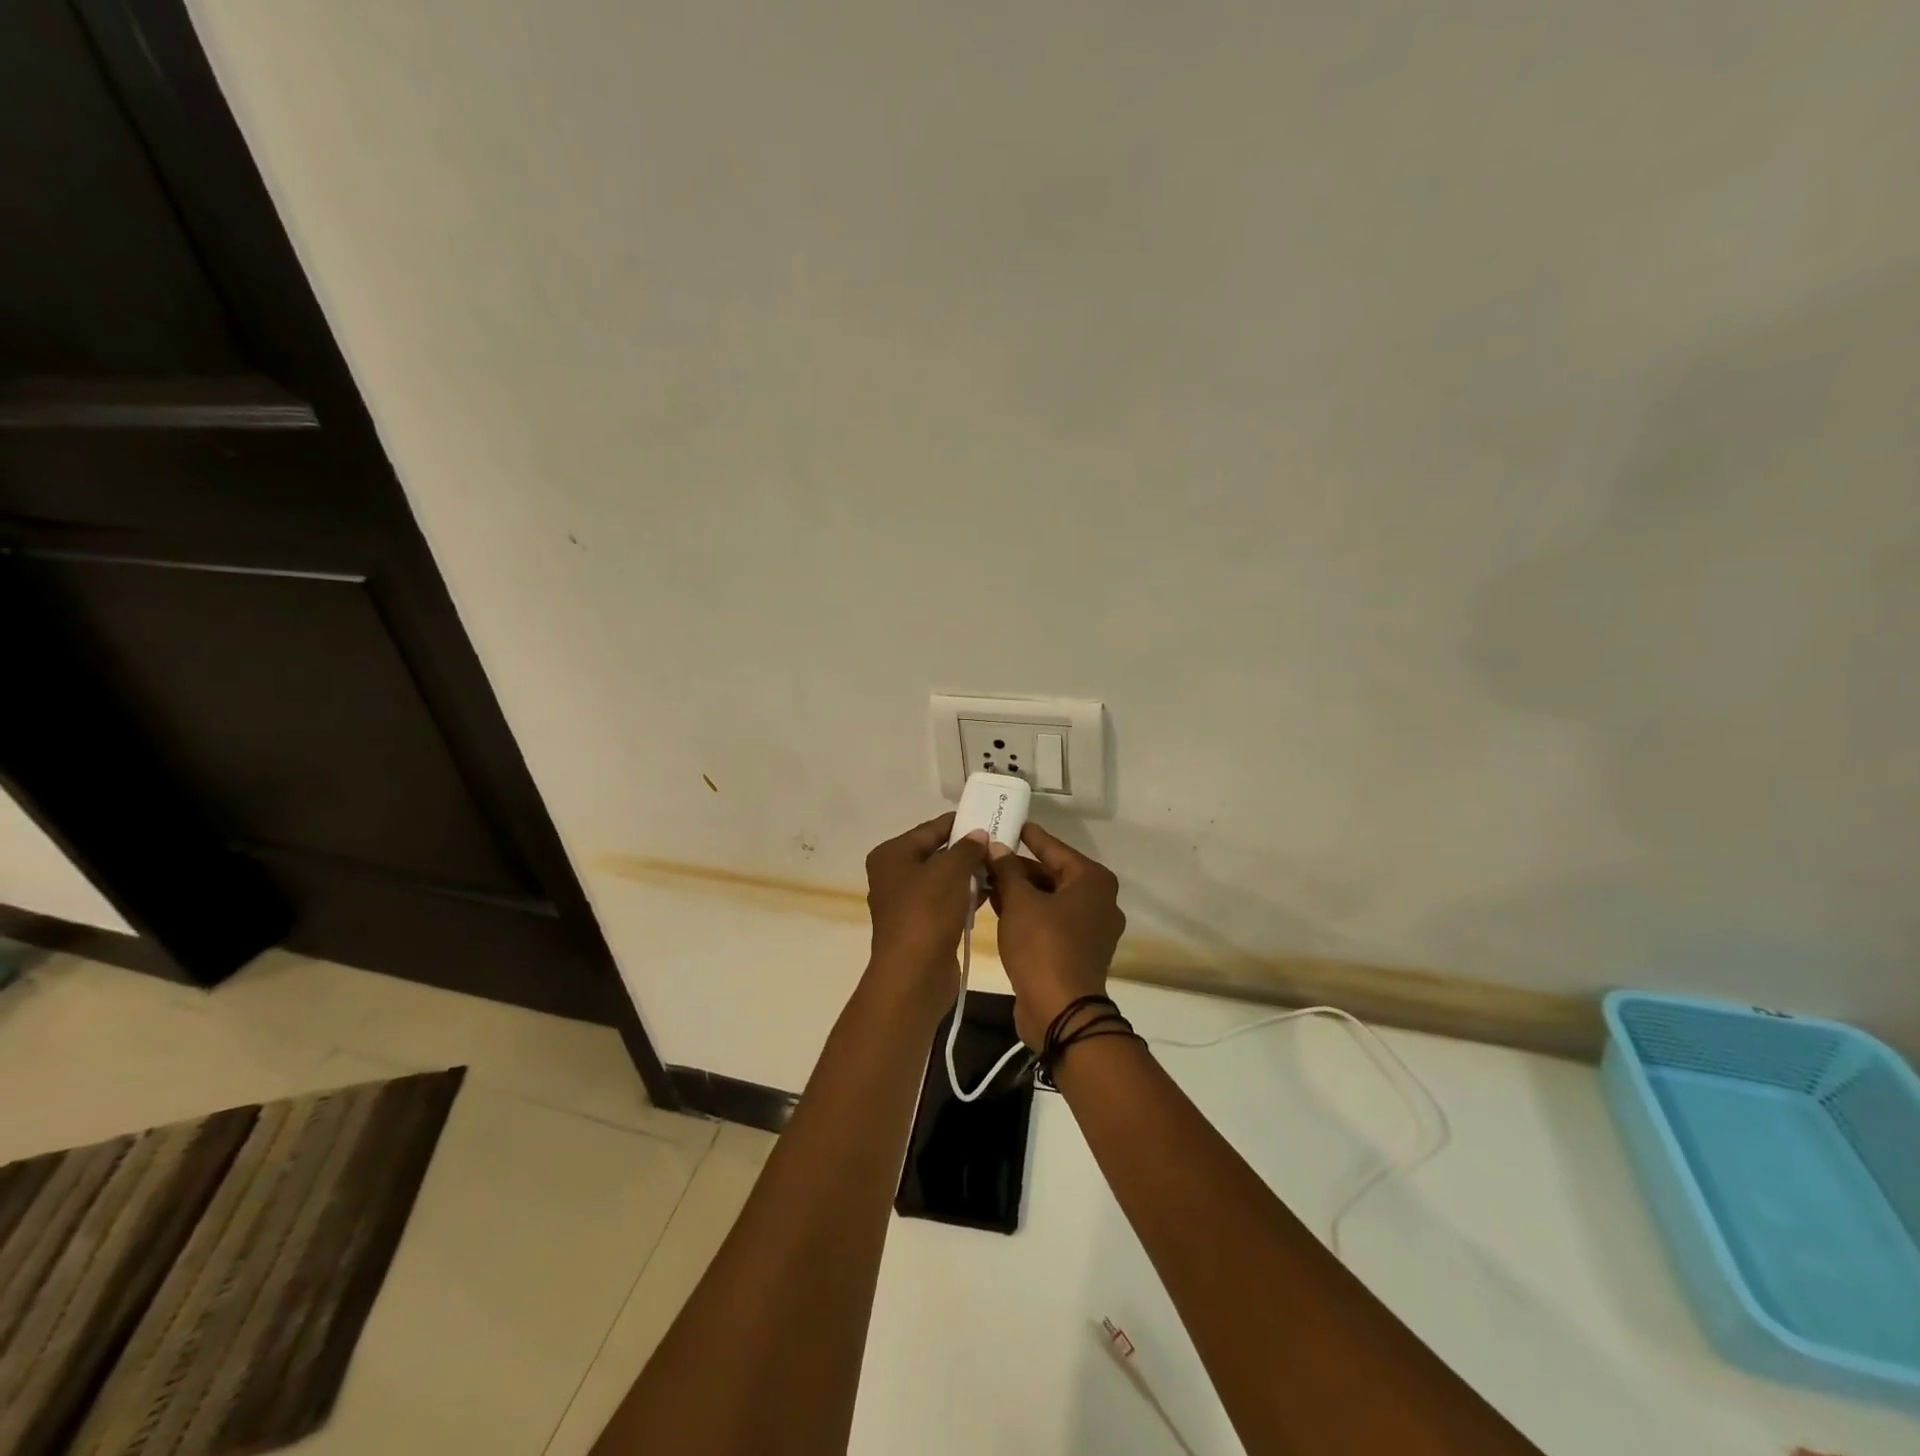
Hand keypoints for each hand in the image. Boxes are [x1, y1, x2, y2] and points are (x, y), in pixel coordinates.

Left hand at [863, 814, 988, 1027]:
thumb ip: (967, 848)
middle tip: (1000, 844)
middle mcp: (894, 875)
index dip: (960, 823)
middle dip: (967, 850)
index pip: (931, 829)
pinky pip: (946, 901)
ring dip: (969, 874)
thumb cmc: (927, 912)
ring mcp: (906, 902)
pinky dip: (965, 895)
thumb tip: (979, 835)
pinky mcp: (921, 925)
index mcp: (892, 855)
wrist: (915, 974)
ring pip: (943, 879)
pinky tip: (991, 892)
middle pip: (936, 853)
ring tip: (1001, 866)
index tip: (989, 818)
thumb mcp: (951, 870)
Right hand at [986, 823, 1126, 1048]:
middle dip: (1018, 868)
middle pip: (1052, 874)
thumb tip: (997, 848)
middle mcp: (1099, 900)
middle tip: (986, 856)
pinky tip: (998, 907)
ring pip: (1050, 899)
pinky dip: (1028, 913)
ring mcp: (1091, 928)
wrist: (1060, 1011)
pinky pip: (1050, 921)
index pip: (1054, 848)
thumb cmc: (1043, 946)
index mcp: (1092, 881)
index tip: (1009, 823)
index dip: (1029, 836)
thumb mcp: (1019, 902)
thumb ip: (1007, 871)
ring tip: (985, 880)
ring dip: (1020, 892)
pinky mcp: (1078, 951)